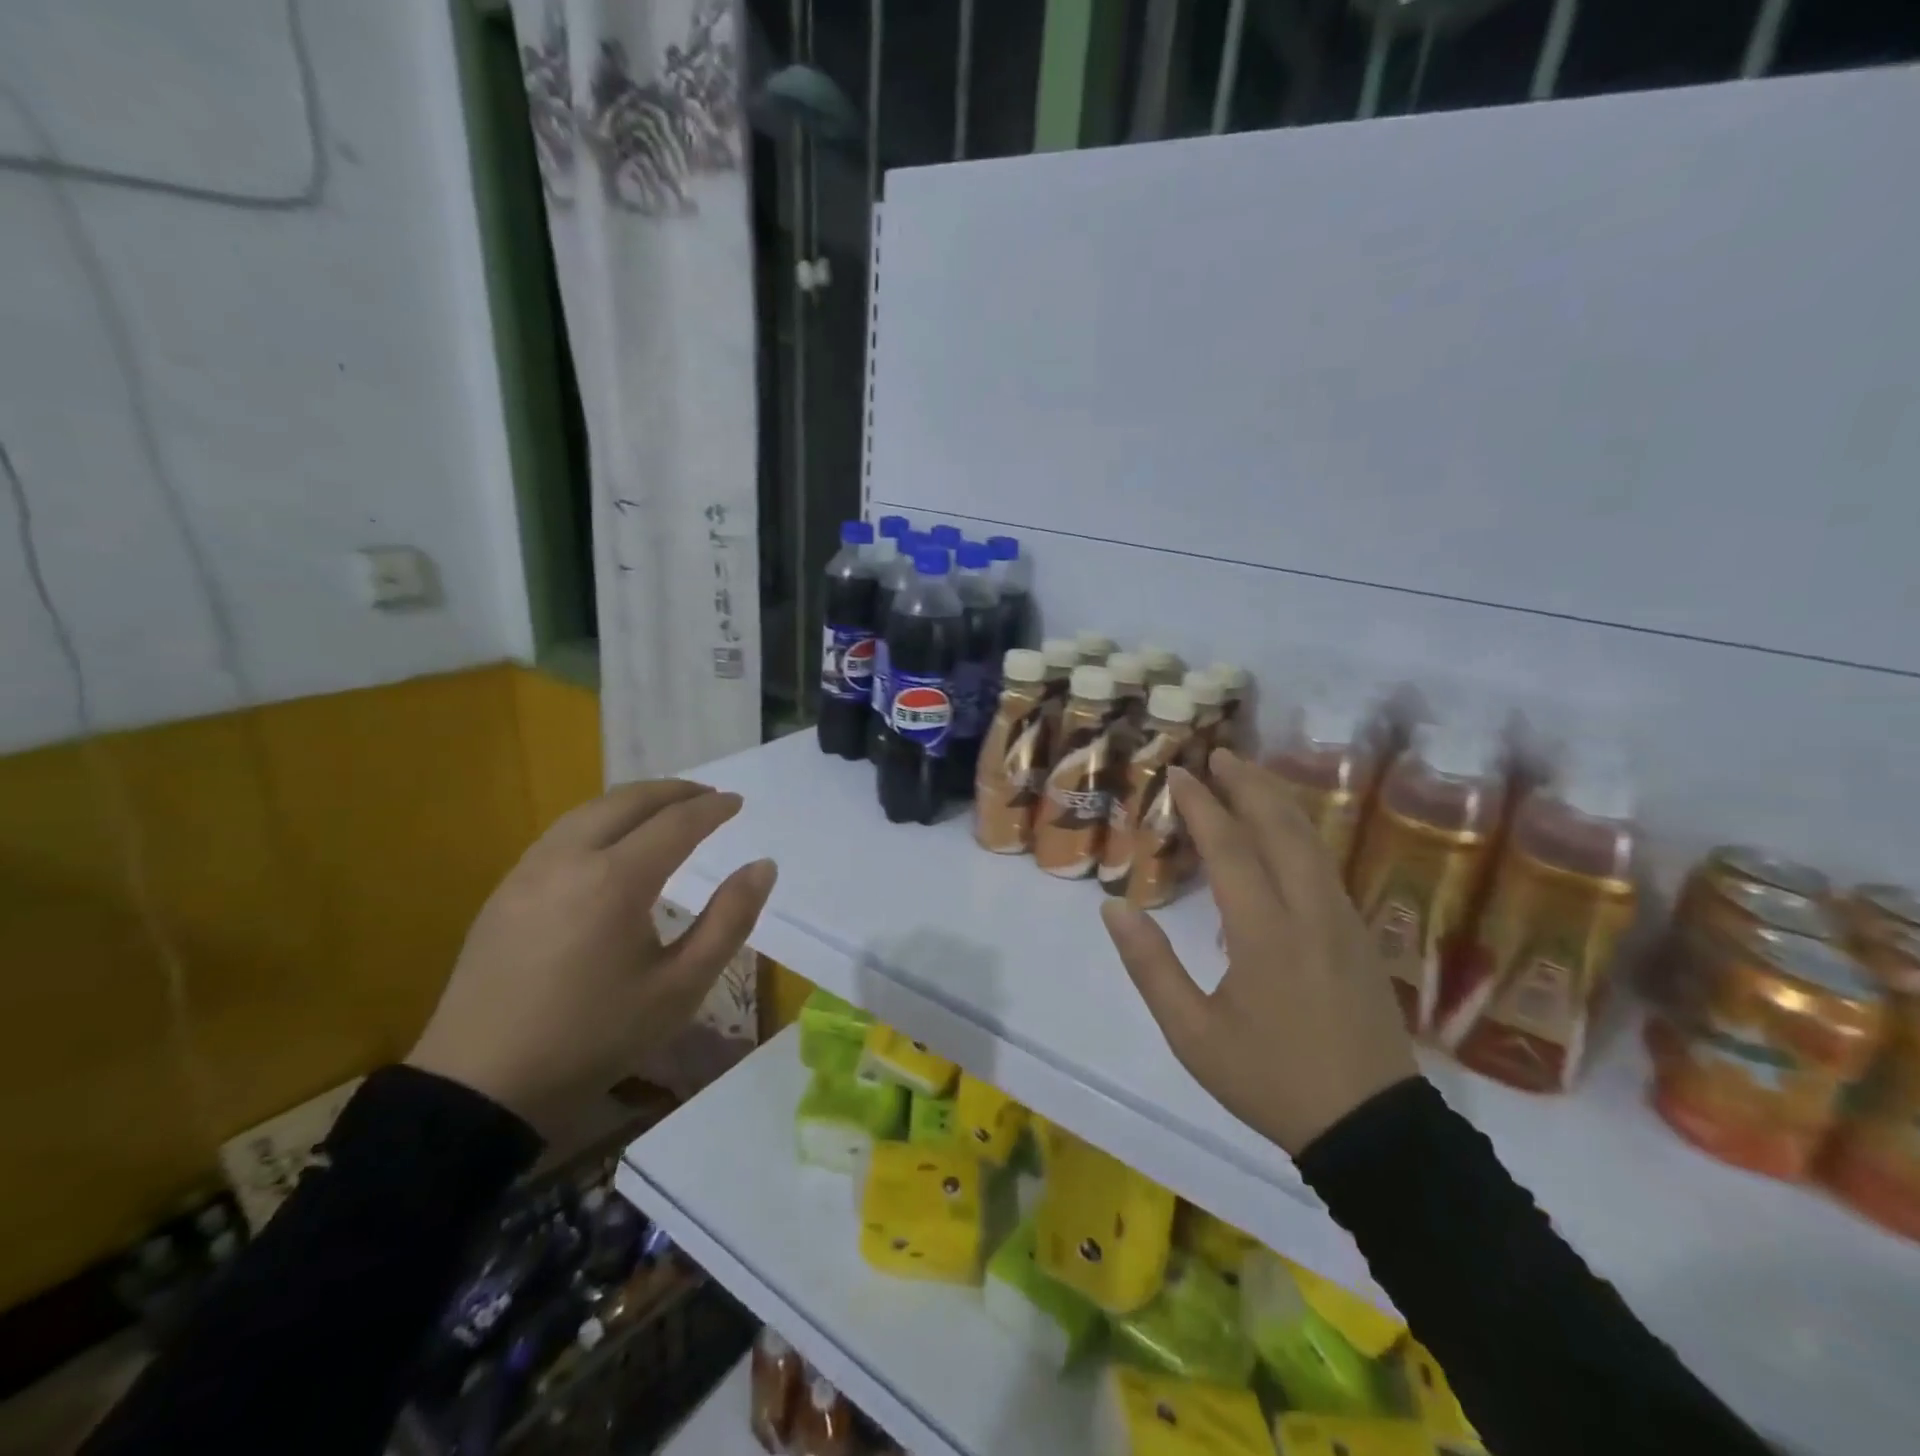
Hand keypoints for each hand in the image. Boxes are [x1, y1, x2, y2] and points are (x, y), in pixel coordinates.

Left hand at [408, 780, 775, 1139]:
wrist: (483, 1084)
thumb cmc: (595, 1037)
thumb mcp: (680, 987)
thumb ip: (729, 920)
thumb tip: (763, 867)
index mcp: (616, 880)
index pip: (676, 823)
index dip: (712, 809)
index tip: (738, 802)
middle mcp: (569, 858)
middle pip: (628, 801)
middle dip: (674, 791)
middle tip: (708, 796)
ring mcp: (529, 870)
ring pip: (590, 810)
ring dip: (635, 800)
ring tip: (666, 809)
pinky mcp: (506, 888)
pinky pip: (562, 832)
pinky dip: (600, 819)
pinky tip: (612, 840)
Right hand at [1100, 749, 1415, 1153]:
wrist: (1373, 1130)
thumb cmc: (1271, 1080)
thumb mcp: (1193, 1035)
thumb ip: (1151, 966)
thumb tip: (1114, 908)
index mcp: (1265, 932)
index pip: (1230, 848)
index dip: (1201, 805)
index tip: (1178, 773)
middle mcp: (1309, 912)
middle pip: (1281, 828)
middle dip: (1248, 785)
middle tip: (1219, 755)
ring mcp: (1343, 921)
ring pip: (1310, 842)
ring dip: (1277, 802)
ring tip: (1248, 777)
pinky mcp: (1360, 936)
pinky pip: (1324, 864)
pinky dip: (1298, 832)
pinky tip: (1284, 833)